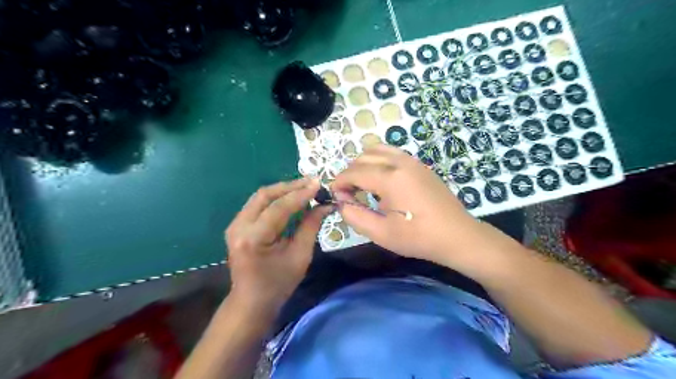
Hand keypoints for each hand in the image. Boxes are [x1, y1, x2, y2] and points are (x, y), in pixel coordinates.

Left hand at [226, 179, 330, 315]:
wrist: (251, 301)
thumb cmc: (279, 283)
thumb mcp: (300, 255)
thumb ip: (311, 226)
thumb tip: (325, 205)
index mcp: (253, 238)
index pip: (278, 208)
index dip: (300, 195)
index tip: (318, 184)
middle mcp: (238, 227)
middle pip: (265, 195)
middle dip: (290, 187)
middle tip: (311, 182)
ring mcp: (234, 225)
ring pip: (260, 197)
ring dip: (283, 190)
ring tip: (304, 187)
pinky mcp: (237, 225)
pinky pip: (258, 204)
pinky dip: (276, 199)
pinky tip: (291, 198)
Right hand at [332, 144, 485, 268]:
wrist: (456, 235)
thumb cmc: (417, 237)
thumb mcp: (381, 233)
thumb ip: (354, 216)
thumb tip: (342, 201)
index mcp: (389, 178)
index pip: (353, 172)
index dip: (340, 183)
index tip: (337, 198)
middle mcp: (399, 162)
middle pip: (363, 157)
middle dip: (350, 173)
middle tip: (349, 194)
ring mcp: (412, 161)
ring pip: (377, 150)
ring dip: (364, 164)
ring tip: (363, 185)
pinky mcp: (420, 165)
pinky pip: (392, 154)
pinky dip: (379, 161)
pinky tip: (382, 181)